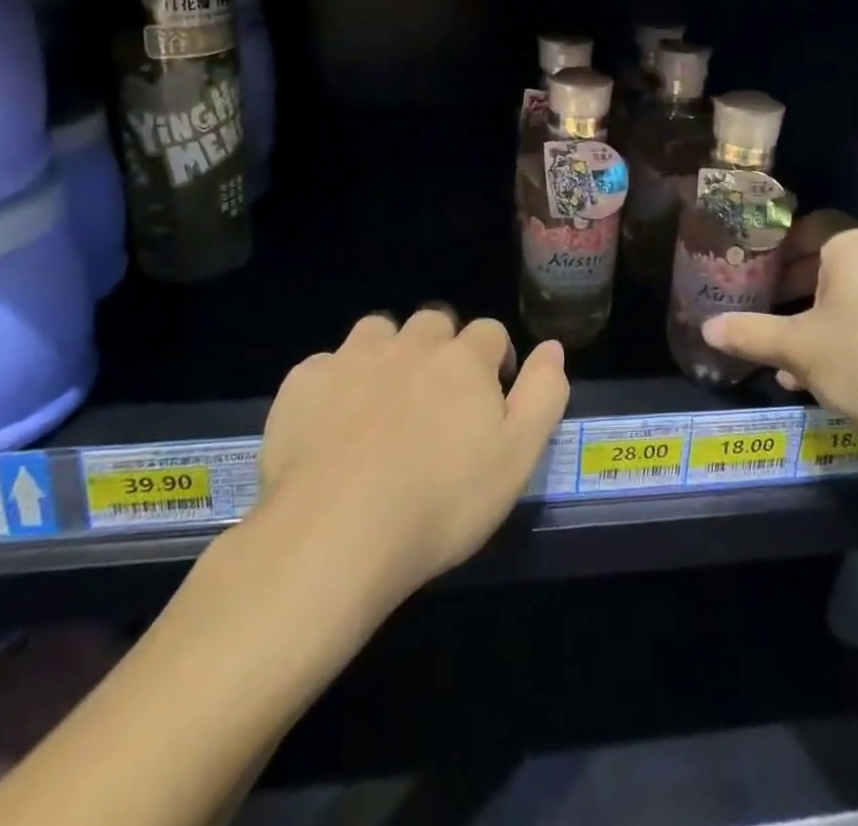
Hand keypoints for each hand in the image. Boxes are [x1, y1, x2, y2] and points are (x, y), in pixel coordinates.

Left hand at [256, 310, 569, 607]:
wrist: (334, 534)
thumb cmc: (441, 503)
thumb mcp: (517, 458)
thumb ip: (543, 395)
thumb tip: (553, 347)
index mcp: (463, 360)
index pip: (489, 332)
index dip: (494, 359)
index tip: (490, 395)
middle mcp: (410, 344)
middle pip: (433, 323)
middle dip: (440, 349)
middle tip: (436, 400)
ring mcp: (352, 358)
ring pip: (378, 331)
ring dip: (388, 352)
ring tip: (383, 401)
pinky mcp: (304, 382)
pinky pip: (326, 365)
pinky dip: (335, 383)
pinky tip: (330, 425)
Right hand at [702, 227, 857, 455]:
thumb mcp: (798, 350)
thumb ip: (749, 334)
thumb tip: (705, 329)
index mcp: (853, 246)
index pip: (805, 229)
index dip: (772, 250)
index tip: (748, 274)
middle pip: (826, 265)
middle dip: (790, 292)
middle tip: (761, 315)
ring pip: (850, 299)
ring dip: (816, 323)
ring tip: (787, 360)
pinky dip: (849, 340)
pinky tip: (829, 381)